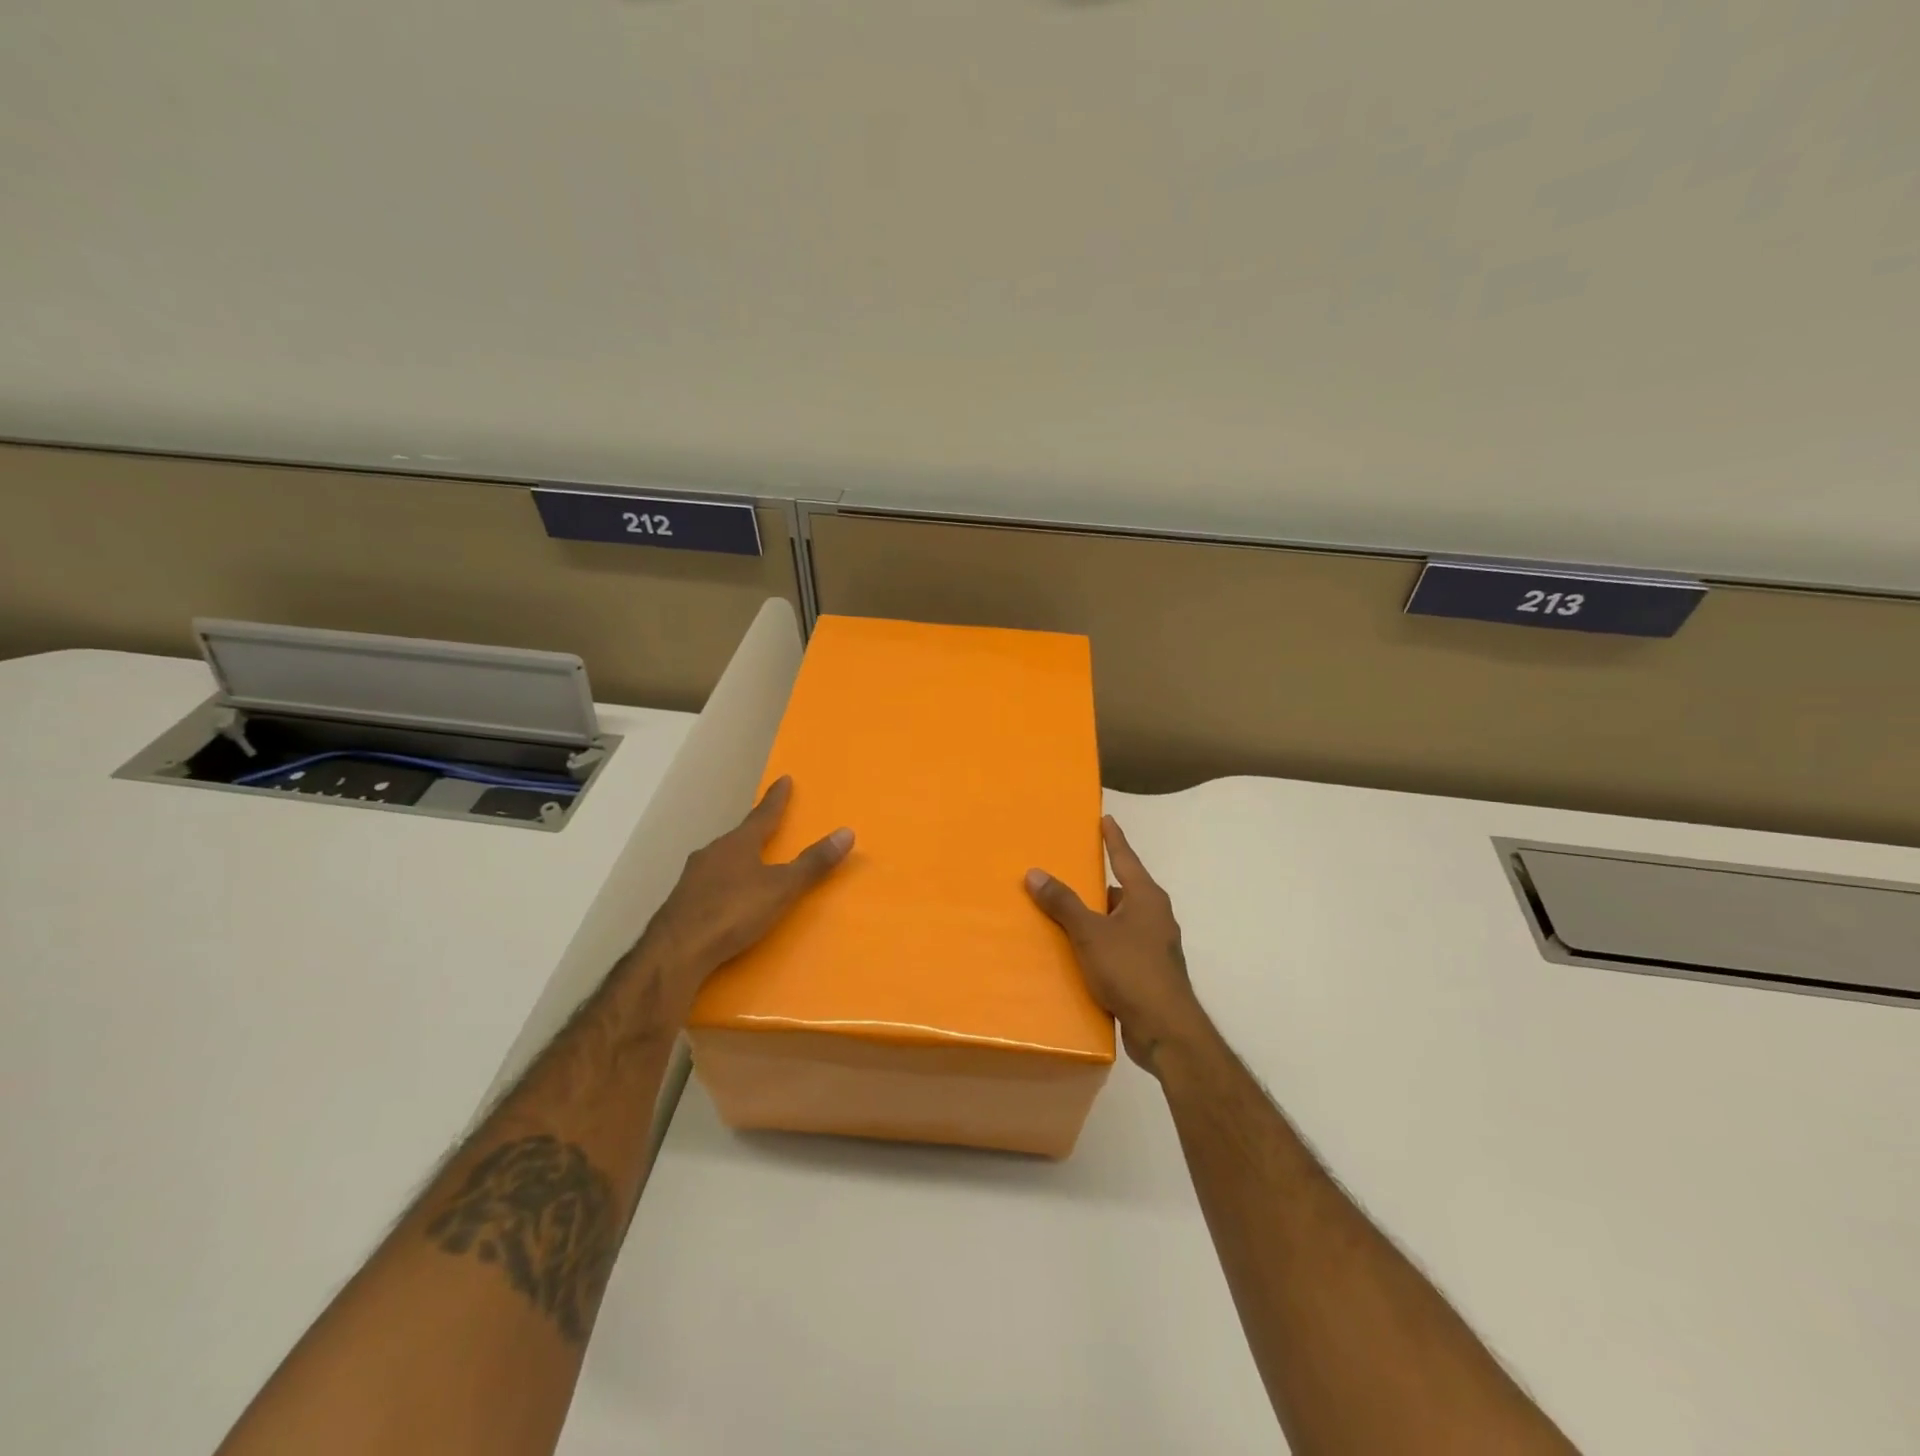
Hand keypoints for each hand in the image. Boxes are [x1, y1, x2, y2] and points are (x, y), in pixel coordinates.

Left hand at [637, 776, 852, 1004]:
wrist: (676, 951)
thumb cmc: (733, 912)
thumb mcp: (781, 888)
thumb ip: (812, 864)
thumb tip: (847, 832)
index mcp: (738, 844)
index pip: (763, 815)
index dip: (776, 799)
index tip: (784, 779)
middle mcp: (713, 853)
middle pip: (739, 836)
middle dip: (754, 831)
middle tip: (767, 826)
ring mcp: (693, 877)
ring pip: (721, 859)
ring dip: (736, 858)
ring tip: (749, 863)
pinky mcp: (682, 902)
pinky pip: (709, 883)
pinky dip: (722, 882)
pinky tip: (725, 896)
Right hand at [1026, 814, 1206, 1072]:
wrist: (1165, 1030)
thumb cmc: (1131, 970)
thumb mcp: (1090, 933)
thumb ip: (1063, 903)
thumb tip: (1035, 872)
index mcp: (1146, 898)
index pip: (1126, 858)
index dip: (1114, 838)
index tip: (1106, 819)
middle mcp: (1155, 917)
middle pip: (1122, 891)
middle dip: (1097, 884)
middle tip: (1069, 874)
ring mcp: (1155, 947)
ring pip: (1119, 922)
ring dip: (1096, 919)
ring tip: (1064, 915)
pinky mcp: (1149, 974)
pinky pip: (1119, 949)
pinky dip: (1100, 946)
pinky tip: (1078, 955)